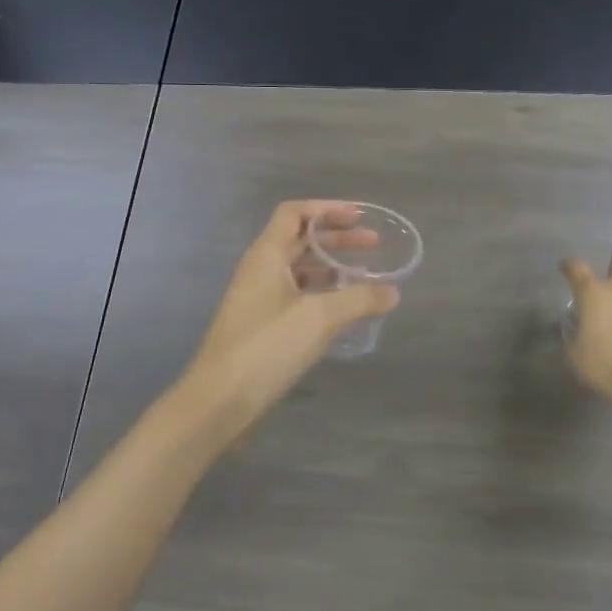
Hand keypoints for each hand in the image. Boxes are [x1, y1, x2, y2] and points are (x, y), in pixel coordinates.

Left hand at [174, 201, 398, 433]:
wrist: (219, 401)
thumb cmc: (267, 347)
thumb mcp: (320, 318)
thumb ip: (359, 299)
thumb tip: (392, 292)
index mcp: (266, 255)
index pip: (294, 212)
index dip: (327, 209)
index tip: (359, 217)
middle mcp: (260, 270)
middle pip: (300, 239)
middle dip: (337, 238)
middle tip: (374, 244)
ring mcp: (258, 298)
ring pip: (299, 269)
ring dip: (331, 267)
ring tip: (365, 276)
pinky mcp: (262, 325)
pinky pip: (297, 295)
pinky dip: (322, 293)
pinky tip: (345, 309)